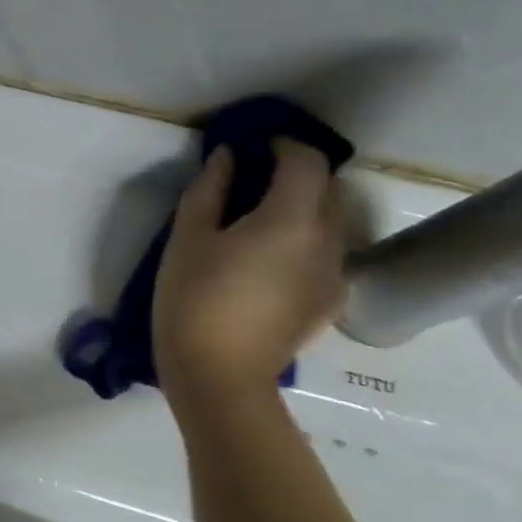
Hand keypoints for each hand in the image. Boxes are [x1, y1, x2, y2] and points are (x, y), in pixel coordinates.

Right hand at [152, 140, 345, 395]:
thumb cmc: (193, 300)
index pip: (307, 161)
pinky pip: (328, 255)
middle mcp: (327, 241)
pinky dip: (308, 243)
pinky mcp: (330, 302)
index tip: (256, 147)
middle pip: (329, 188)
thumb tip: (228, 157)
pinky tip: (273, 262)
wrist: (218, 376)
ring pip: (332, 222)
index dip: (284, 145)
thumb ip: (210, 189)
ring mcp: (334, 275)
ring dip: (305, 209)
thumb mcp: (188, 239)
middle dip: (298, 175)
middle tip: (256, 182)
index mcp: (292, 219)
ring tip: (263, 223)